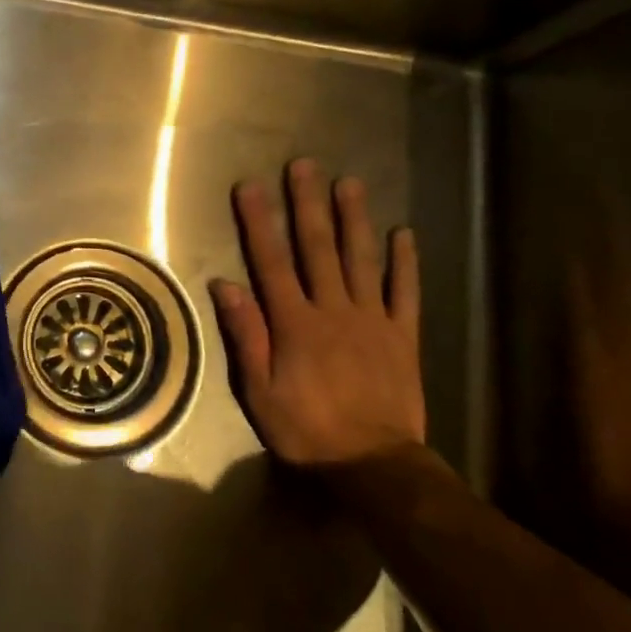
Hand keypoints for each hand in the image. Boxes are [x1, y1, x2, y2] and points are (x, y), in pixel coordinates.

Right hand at [212, 158, 423, 467]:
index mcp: (294, 323)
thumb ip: (246, 335)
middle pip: (318, 248)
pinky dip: (405, 263)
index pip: (271, 261)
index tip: (250, 186)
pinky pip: (406, 293)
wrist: (375, 466)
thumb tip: (224, 284)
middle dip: (308, 204)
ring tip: (349, 183)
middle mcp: (333, 310)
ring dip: (354, 219)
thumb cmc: (307, 430)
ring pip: (361, 260)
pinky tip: (404, 234)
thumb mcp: (259, 391)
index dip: (259, 221)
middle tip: (304, 165)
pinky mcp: (402, 337)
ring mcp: (372, 320)